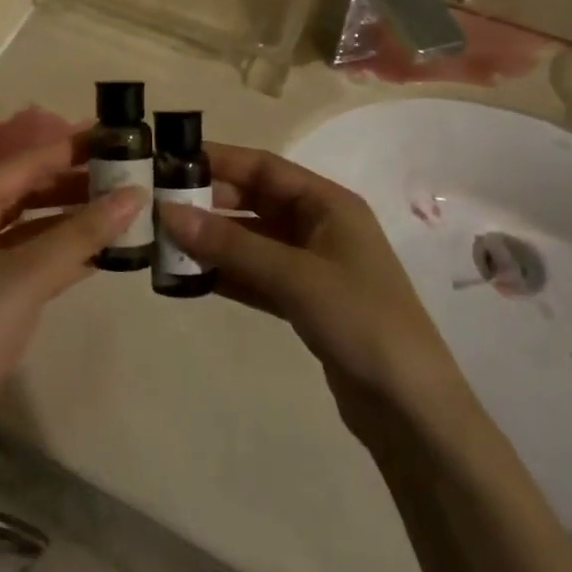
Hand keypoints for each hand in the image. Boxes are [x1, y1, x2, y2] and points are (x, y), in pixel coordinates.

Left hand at [0, 133, 144, 444]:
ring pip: (36, 226)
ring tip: (124, 211)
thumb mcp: (29, 274)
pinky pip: (36, 260)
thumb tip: (135, 194)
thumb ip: (82, 232)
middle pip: (31, 190)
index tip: (115, 138)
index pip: (27, 162)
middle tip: (128, 176)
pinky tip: (104, 253)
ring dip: (75, 219)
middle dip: (76, 183)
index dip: (70, 148)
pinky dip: (67, 254)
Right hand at [157, 145, 477, 451]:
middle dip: (210, 204)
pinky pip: (256, 276)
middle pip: (255, 202)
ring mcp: (312, 266)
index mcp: (329, 204)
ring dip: (213, 242)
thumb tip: (168, 212)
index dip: (219, 160)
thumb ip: (230, 245)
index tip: (171, 161)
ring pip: (252, 241)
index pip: (264, 167)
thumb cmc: (361, 321)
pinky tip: (191, 280)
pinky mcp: (305, 303)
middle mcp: (320, 227)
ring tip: (165, 244)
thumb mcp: (294, 277)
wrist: (413, 411)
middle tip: (158, 208)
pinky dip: (227, 275)